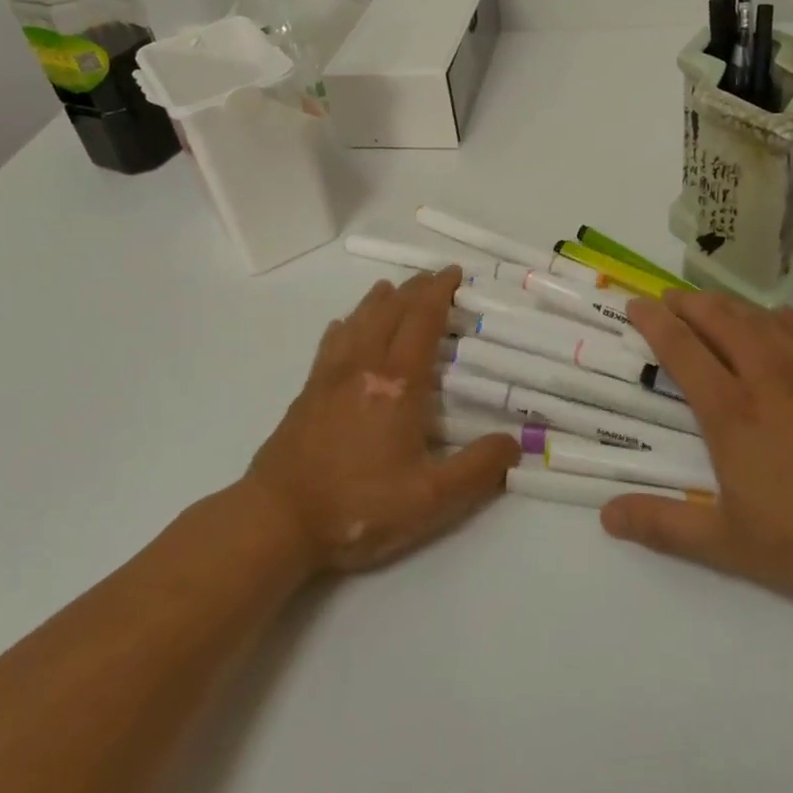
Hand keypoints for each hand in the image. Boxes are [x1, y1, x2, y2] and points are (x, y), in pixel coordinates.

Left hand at [246, 268, 519, 573]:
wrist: (277, 519)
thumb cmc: (358, 507)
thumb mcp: (430, 499)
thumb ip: (477, 469)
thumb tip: (514, 443)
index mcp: (398, 383)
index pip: (423, 320)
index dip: (440, 292)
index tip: (454, 273)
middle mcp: (364, 366)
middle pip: (391, 311)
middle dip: (415, 289)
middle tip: (433, 277)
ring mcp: (331, 376)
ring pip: (358, 321)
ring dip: (379, 300)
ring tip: (392, 289)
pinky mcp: (307, 392)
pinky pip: (330, 344)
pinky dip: (345, 326)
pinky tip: (344, 326)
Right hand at [600, 291, 792, 610]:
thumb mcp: (731, 544)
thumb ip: (665, 526)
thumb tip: (606, 515)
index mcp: (731, 411)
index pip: (681, 348)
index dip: (654, 322)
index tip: (635, 305)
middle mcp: (764, 375)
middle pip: (717, 318)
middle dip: (686, 302)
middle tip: (666, 299)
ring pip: (757, 316)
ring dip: (726, 303)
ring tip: (709, 304)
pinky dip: (776, 315)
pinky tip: (774, 321)